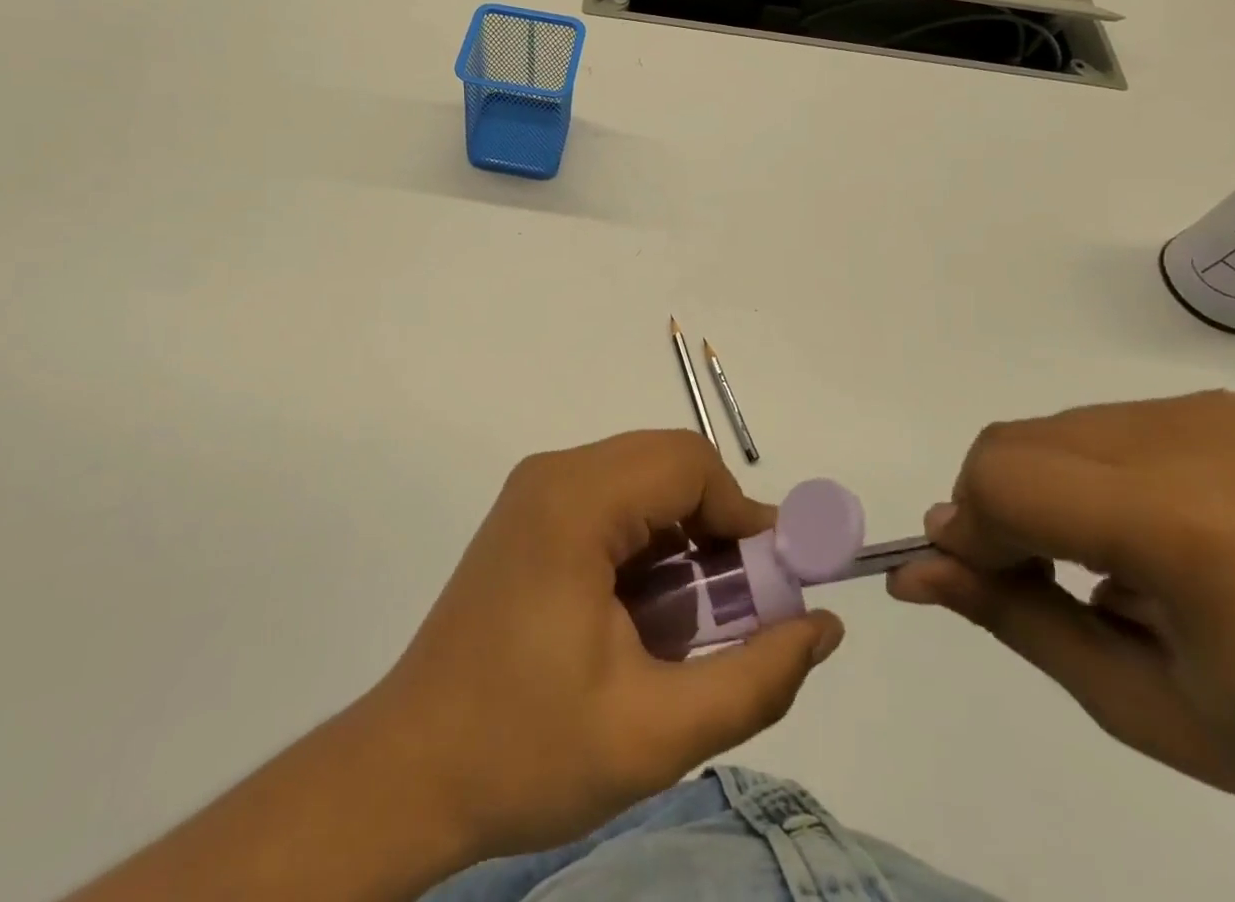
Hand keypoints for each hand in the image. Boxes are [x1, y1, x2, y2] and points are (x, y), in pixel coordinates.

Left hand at [372, 430, 843, 859]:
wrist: (411, 770)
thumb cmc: (528, 749)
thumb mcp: (657, 732)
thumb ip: (755, 677)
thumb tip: (823, 625)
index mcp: (576, 501)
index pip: (689, 463)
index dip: (743, 515)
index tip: (769, 587)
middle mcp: (554, 473)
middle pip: (666, 463)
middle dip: (716, 526)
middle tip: (735, 609)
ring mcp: (535, 490)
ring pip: (641, 480)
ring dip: (683, 536)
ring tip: (690, 621)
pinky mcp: (528, 515)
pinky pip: (610, 500)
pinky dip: (647, 541)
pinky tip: (643, 612)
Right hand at [888, 392, 1234, 890]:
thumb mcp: (1137, 704)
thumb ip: (1012, 619)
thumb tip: (912, 571)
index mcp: (1181, 526)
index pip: (1005, 485)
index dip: (970, 532)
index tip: (979, 582)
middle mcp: (1186, 442)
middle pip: (1012, 445)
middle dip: (992, 508)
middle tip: (1032, 579)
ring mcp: (1204, 414)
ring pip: (1046, 433)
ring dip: (1036, 490)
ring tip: (1094, 560)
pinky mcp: (1215, 407)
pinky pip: (1094, 427)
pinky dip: (1079, 474)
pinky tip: (1135, 531)